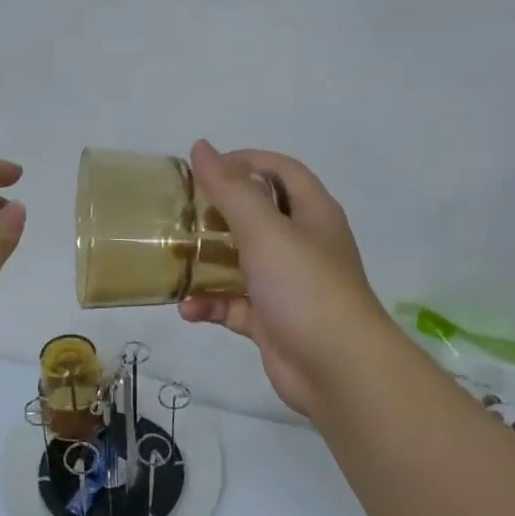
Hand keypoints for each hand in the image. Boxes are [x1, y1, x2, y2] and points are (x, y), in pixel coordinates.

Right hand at [178, 141, 387, 416]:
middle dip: (218, 214)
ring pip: (241, 262)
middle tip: (180, 214)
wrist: (338, 368)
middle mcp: (302, 244)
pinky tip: (188, 309)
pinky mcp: (272, 321)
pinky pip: (234, 304)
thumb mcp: (266, 231)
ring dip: (208, 263)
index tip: (203, 170)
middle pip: (257, 216)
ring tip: (175, 261)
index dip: (245, 161)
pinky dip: (211, 305)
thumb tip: (201, 147)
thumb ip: (231, 190)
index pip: (280, 170)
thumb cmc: (305, 287)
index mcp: (312, 213)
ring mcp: (287, 285)